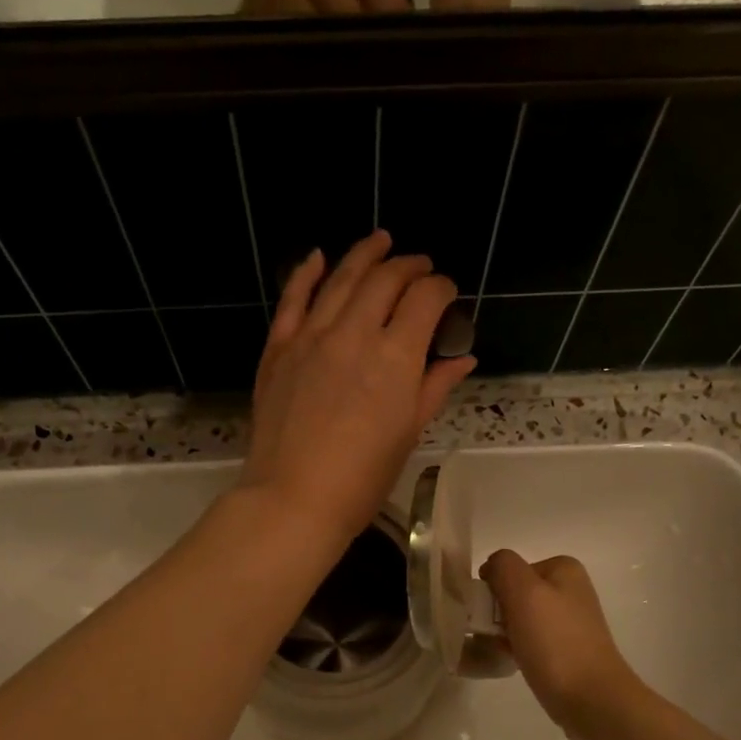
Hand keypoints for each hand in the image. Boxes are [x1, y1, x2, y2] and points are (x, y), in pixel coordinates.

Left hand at [244, 231, 475, 543]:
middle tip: (420, 267)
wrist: (293, 499)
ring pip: (340, 278)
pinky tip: (318, 257)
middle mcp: (354, 333)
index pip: (425, 299)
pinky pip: (293, 299)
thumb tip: (462, 359)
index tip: (447, 294)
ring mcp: (311, 337)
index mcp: (395, 358)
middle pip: (384, 279)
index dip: (442, 288)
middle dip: (408, 267)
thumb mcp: (408, 434)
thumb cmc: (362, 478)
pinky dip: (306, 273)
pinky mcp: (278, 349)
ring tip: (380, 241)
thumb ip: (434, 387)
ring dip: (364, 254)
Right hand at [480, 551, 642, 735]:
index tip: (489, 615)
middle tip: (494, 637)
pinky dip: (517, 648)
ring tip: (502, 652)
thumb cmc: (555, 642)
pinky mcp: (566, 648)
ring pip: (519, 618)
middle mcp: (570, 589)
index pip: (508, 568)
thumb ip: (503, 566)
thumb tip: (492, 566)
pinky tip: (514, 662)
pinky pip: (530, 640)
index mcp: (563, 568)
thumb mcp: (523, 592)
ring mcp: (570, 620)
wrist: (591, 699)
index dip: (493, 589)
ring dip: (503, 633)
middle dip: (497, 613)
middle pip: (513, 592)